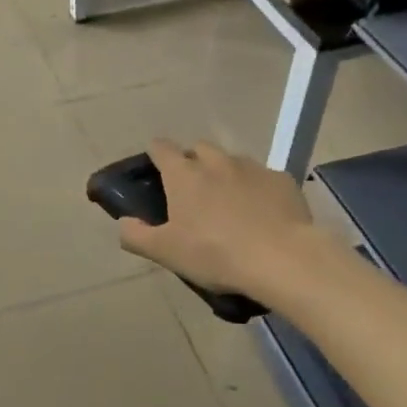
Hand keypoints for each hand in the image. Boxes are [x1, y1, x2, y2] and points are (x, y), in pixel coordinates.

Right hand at [117, 139, 322, 300]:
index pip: (161, 148)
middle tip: (193, 191)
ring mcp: (252, 167)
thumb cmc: (215, 253)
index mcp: (184, 175)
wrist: (282, 258)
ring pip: (232, 161)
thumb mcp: (166, 252)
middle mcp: (216, 161)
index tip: (155, 168)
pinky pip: (263, 178)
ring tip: (229, 203)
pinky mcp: (282, 179)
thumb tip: (124, 222)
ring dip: (225, 174)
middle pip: (198, 148)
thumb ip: (136, 236)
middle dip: (192, 161)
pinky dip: (257, 189)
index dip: (156, 154)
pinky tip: (262, 214)